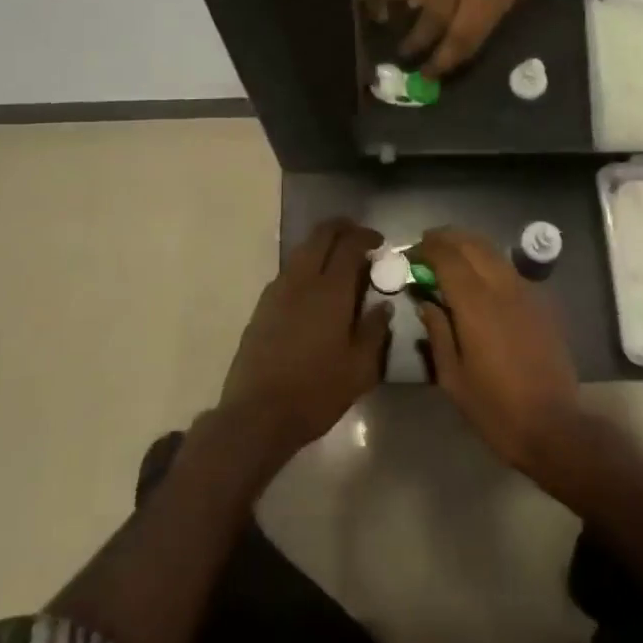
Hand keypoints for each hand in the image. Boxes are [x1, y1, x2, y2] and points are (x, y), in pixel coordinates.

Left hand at [219, 219, 390, 461]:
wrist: (258, 414)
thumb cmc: (317, 392)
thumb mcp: (360, 368)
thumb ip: (375, 330)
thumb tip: (384, 305)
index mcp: (331, 291)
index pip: (349, 244)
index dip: (366, 236)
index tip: (379, 242)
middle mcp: (301, 281)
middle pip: (321, 235)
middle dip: (342, 228)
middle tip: (360, 239)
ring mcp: (277, 291)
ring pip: (301, 251)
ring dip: (322, 246)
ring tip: (340, 264)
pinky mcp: (262, 307)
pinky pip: (288, 272)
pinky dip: (306, 267)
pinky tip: (315, 290)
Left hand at [400, 0, 551, 76]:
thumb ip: (437, 0)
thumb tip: (425, 34)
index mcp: (488, 2)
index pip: (459, 45)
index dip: (437, 62)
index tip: (418, 77)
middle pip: (475, 35)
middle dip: (449, 52)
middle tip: (426, 65)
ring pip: (486, 17)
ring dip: (462, 31)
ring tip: (440, 40)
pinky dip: (475, 8)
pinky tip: (466, 4)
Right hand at [414, 228, 580, 476]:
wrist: (553, 426)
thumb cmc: (494, 408)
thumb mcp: (452, 377)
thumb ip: (438, 332)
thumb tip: (426, 302)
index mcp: (476, 305)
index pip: (448, 257)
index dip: (427, 248)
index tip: (410, 253)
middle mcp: (503, 288)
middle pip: (473, 244)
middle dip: (447, 238)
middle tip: (427, 247)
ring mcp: (527, 293)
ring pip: (495, 253)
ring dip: (469, 247)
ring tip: (450, 258)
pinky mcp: (542, 304)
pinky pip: (511, 271)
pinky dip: (490, 264)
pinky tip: (480, 281)